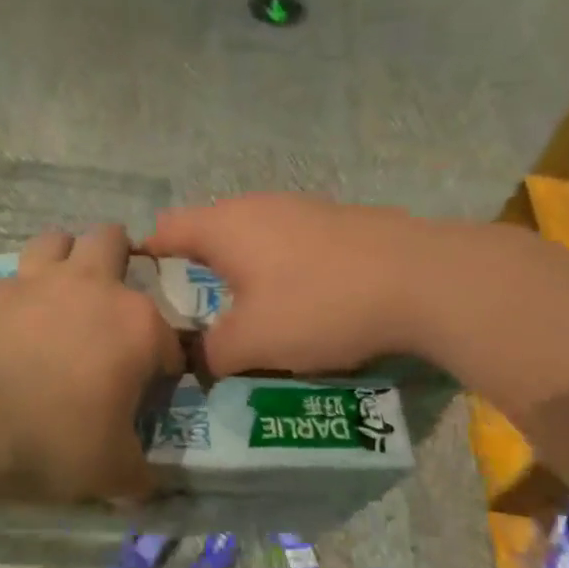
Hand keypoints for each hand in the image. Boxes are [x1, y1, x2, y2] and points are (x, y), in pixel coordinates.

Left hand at [0, 225, 181, 501]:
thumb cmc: (55, 440)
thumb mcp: (109, 472)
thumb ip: (136, 475)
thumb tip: (146, 489)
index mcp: (135, 324)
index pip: (166, 336)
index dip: (162, 364)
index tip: (147, 389)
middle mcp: (89, 286)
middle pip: (111, 241)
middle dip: (115, 259)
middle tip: (105, 301)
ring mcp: (32, 281)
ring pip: (55, 241)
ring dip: (61, 259)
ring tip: (54, 295)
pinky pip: (5, 283)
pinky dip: (10, 301)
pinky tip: (0, 330)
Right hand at [142, 194, 420, 375]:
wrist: (426, 280)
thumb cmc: (320, 306)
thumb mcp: (252, 344)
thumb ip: (209, 354)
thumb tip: (194, 360)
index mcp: (224, 227)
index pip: (164, 229)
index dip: (145, 259)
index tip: (142, 293)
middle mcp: (257, 206)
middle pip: (207, 232)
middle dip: (194, 271)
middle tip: (194, 315)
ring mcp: (301, 208)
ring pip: (251, 238)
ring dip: (240, 271)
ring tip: (246, 312)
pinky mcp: (338, 220)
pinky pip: (288, 242)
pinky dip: (279, 268)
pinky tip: (300, 300)